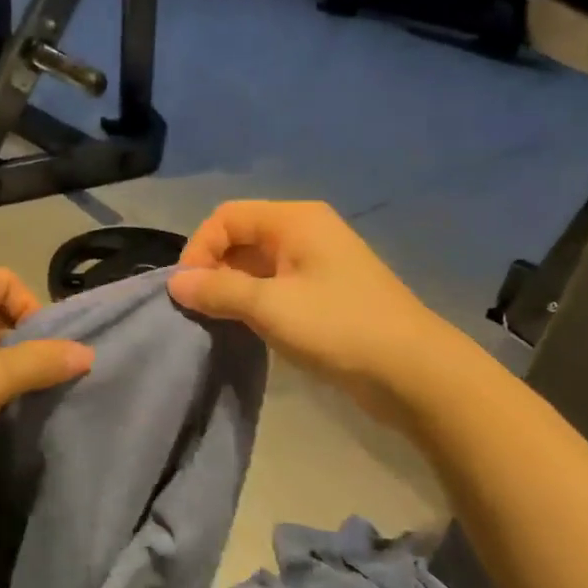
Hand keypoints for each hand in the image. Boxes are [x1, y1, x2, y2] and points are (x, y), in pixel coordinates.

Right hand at [168, 200, 447, 403]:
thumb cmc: (338, 327)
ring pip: (256, 263)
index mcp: (294, 219)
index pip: (226, 217)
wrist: (412, 371)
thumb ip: (219, 291)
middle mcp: (305, 231)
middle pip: (241, 236)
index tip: (187, 291)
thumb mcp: (270, 307)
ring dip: (231, 287)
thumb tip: (175, 282)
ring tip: (216, 320)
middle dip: (213, 268)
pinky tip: (245, 327)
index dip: (200, 248)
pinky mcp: (324, 291)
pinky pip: (275, 284)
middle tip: (199, 308)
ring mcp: (317, 262)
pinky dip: (253, 300)